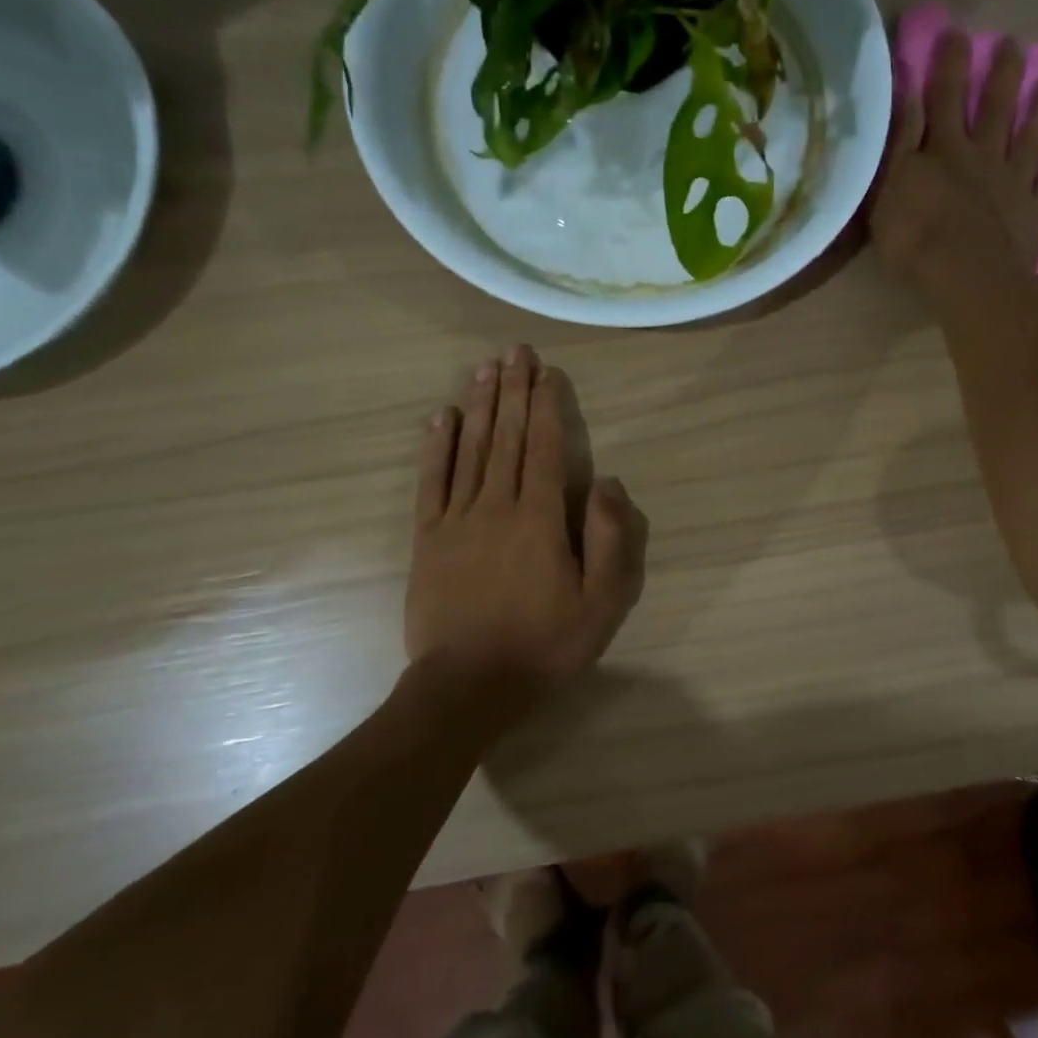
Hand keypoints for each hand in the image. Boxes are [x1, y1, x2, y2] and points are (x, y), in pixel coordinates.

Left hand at [407, 345, 647, 686]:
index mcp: (540, 519)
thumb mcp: (601, 604)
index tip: (547, 372)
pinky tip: (439, 417)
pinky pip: (431, 482)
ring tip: (484, 368)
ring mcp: (456, 520)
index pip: (543, 448)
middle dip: (512, 391)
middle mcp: (496, 506)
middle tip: (514, 351)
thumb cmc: (544, 647)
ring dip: (478, 405)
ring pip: (469, 450)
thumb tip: (606, 481)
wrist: (468, 686)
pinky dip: (436, 447)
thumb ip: (610, 540)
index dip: (546, 406)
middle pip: (505, 437)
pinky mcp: (427, 539)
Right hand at [869, 29, 1037, 297]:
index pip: (944, 97)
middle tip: (1013, 43)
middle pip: (994, 108)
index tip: (956, 32)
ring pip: (1031, 137)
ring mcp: (1014, 183)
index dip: (948, 64)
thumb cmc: (913, 238)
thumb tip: (907, 95)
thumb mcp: (888, 189)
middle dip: (1001, 74)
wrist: (963, 278)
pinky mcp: (1035, 213)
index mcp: (943, 150)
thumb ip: (900, 143)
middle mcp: (982, 156)